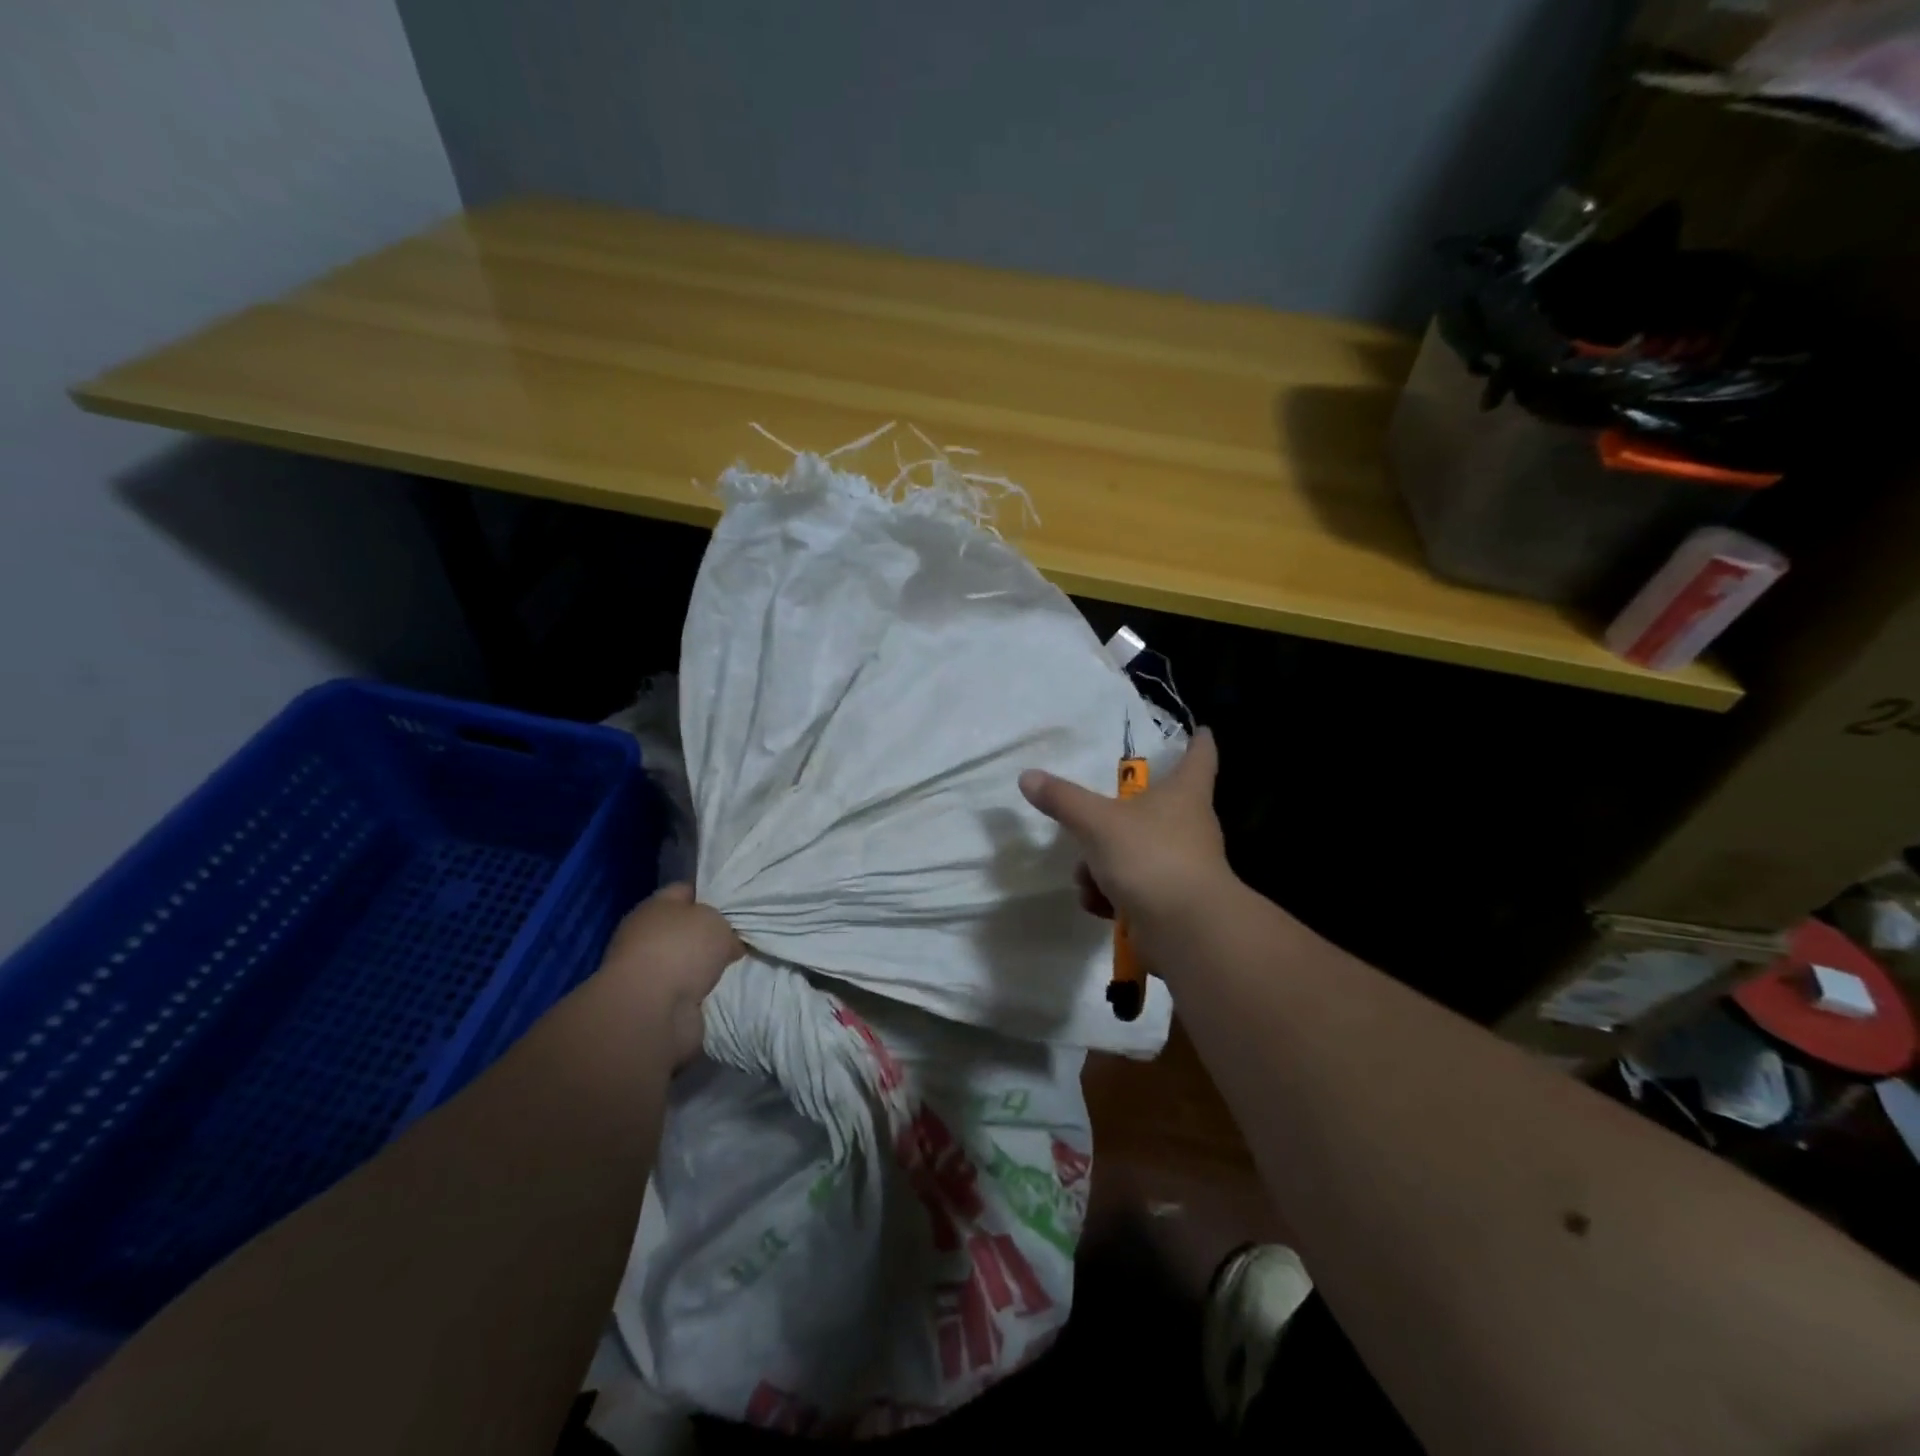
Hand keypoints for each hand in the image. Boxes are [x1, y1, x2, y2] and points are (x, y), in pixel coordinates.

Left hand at [597, 883, 741, 1063]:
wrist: (652, 1011)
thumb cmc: (682, 950)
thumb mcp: (716, 922)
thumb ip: (724, 925)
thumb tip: (728, 942)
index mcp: (655, 906)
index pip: (685, 891)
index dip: (711, 895)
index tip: (736, 905)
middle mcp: (646, 936)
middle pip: (686, 929)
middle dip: (711, 935)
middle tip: (740, 939)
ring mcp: (647, 971)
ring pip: (686, 962)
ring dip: (706, 967)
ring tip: (735, 967)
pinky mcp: (653, 1003)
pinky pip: (686, 991)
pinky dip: (701, 992)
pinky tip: (721, 991)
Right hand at [1018, 727, 1230, 972]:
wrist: (1185, 931)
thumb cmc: (1150, 857)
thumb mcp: (1097, 823)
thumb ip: (1062, 799)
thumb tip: (1028, 776)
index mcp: (1184, 794)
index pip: (1200, 756)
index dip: (1198, 741)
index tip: (1199, 729)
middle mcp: (1190, 825)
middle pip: (1155, 807)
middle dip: (1115, 816)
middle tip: (1090, 818)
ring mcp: (1182, 865)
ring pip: (1135, 851)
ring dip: (1102, 865)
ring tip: (1086, 879)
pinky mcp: (1171, 900)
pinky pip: (1134, 887)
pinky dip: (1112, 895)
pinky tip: (1098, 905)